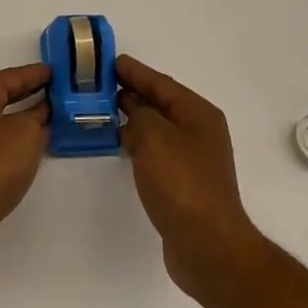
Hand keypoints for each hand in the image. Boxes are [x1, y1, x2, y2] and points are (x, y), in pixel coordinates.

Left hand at [0, 64, 50, 270]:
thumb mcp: (25, 133)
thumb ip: (37, 117)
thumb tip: (40, 113)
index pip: (11, 76)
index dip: (35, 74)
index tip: (56, 72)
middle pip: (0, 98)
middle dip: (27, 95)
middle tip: (55, 94)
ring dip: (19, 122)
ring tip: (46, 123)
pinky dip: (10, 143)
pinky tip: (25, 153)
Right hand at [118, 55, 265, 304]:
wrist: (207, 245)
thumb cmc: (181, 183)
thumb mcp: (154, 137)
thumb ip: (139, 114)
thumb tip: (132, 107)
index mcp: (198, 113)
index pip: (161, 83)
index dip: (135, 71)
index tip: (110, 61)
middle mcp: (199, 131)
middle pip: (161, 103)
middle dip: (132, 92)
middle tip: (100, 84)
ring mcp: (193, 159)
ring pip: (158, 128)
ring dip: (133, 118)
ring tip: (103, 110)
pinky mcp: (184, 183)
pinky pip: (156, 151)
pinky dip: (138, 142)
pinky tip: (120, 143)